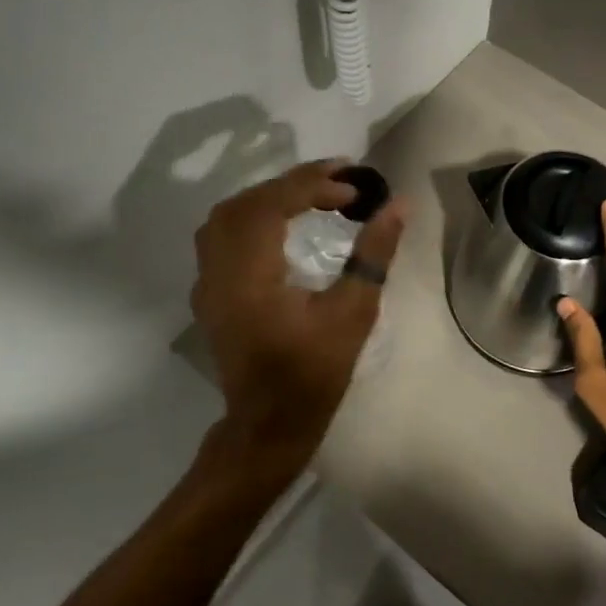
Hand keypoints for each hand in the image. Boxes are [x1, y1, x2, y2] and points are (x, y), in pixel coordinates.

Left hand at [190, 160, 406, 481]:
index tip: (354, 186)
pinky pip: (221, 237)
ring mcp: (207, 284)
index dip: (312, 185)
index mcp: (249, 276)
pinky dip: (252, 217)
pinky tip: (281, 224)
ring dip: (268, 197)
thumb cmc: (314, 374)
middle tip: (337, 180)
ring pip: (227, 217)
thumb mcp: (353, 314)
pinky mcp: (209, 294)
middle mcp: (218, 272)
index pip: (272, 205)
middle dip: (291, 184)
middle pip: (245, 203)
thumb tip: (398, 205)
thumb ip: (373, 255)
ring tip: (311, 195)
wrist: (269, 425)